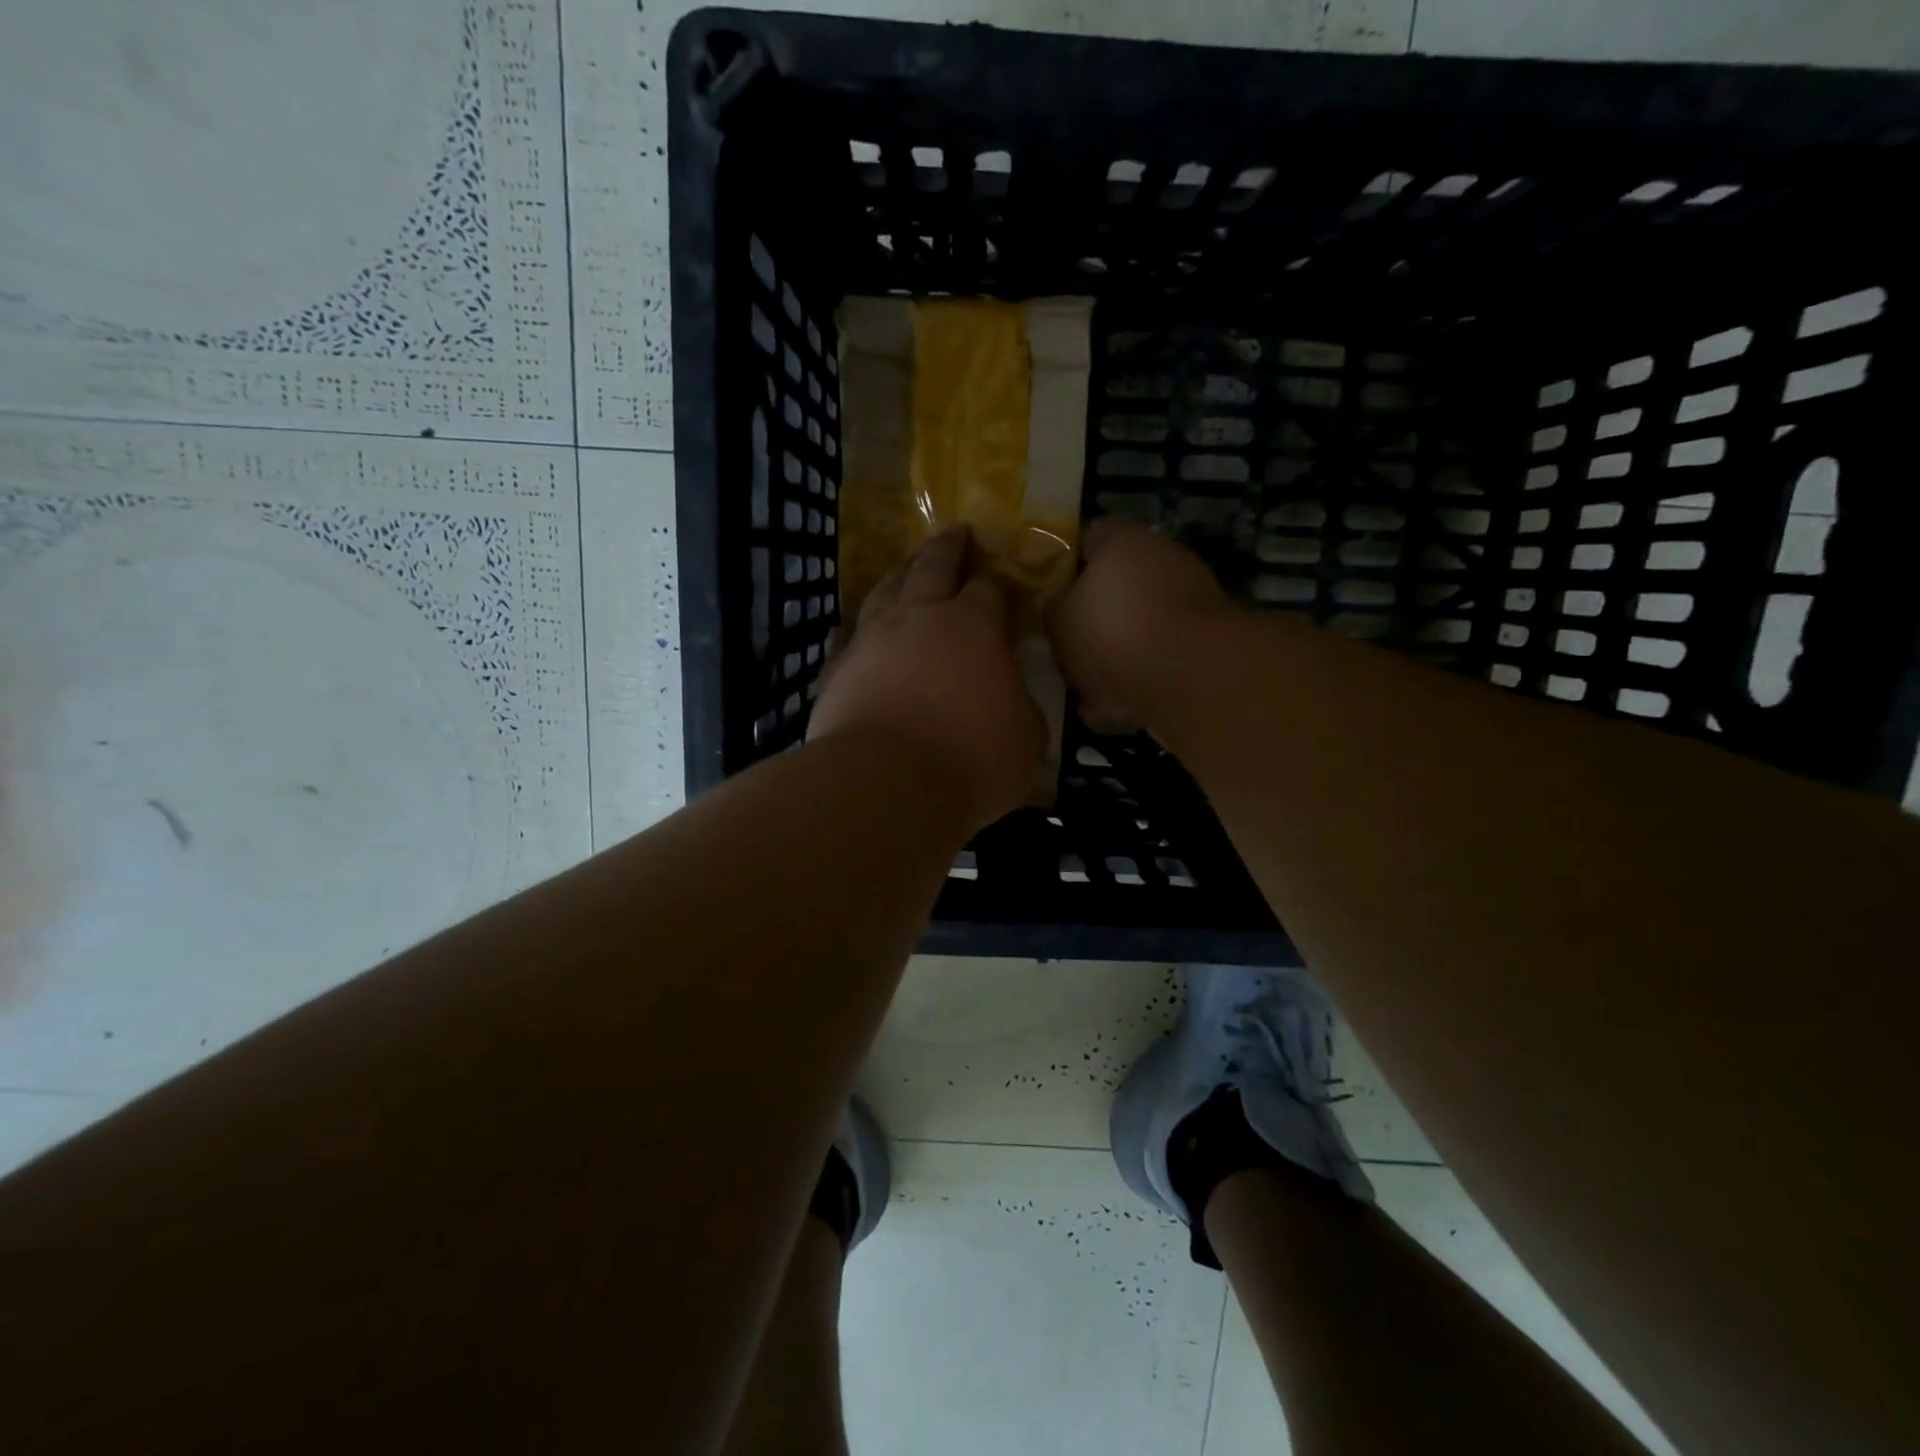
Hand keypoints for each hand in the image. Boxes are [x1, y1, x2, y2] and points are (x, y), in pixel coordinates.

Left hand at [810, 524, 1045, 831]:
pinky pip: (845, 638)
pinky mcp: (837, 669)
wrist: (885, 785)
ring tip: (904, 572)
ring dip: (899, 577)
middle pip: (932, 566)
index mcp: (974, 626)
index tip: (1000, 579)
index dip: (997, 580)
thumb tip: (1015, 703)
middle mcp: (920, 617)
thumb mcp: (1026, 742)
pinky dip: (853, 631)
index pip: (989, 588)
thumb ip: (1023, 712)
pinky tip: (851, 631)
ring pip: (884, 592)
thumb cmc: (971, 761)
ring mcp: (871, 639)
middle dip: (948, 546)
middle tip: (955, 530)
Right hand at [1046, 518, 1233, 730]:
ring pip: (1136, 630)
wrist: (1190, 677)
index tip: (1043, 594)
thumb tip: (1059, 609)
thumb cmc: (1113, 632)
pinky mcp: (1204, 645)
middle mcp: (1161, 560)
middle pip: (1114, 587)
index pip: (1085, 538)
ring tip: (1083, 692)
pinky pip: (1158, 662)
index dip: (1061, 565)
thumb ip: (1053, 609)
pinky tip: (1112, 713)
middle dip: (1090, 620)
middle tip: (1062, 647)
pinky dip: (1136, 684)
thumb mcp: (1058, 620)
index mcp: (1123, 541)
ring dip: (1112, 658)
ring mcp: (1188, 602)